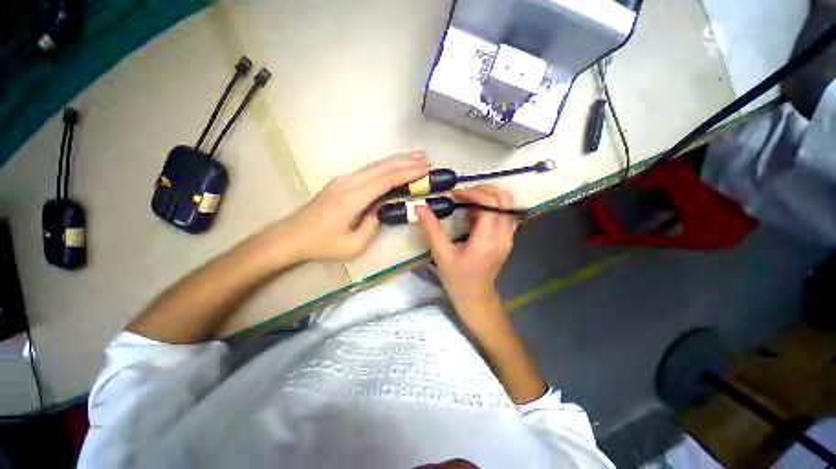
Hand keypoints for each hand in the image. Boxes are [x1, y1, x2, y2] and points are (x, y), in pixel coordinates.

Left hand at [271, 152, 429, 261]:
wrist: (292, 236)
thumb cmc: (323, 244)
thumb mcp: (354, 245)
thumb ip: (373, 225)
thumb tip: (382, 209)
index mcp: (352, 198)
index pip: (386, 179)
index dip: (407, 173)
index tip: (425, 169)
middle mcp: (348, 182)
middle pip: (382, 167)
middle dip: (406, 162)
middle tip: (426, 160)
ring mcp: (343, 180)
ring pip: (375, 165)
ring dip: (396, 160)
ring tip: (415, 157)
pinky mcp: (341, 182)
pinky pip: (368, 170)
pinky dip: (385, 166)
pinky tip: (393, 166)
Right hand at [416, 184, 516, 326]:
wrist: (475, 297)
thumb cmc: (457, 278)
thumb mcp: (441, 253)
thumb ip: (431, 228)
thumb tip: (420, 207)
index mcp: (486, 241)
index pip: (488, 205)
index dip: (472, 194)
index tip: (455, 194)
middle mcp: (503, 237)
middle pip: (504, 200)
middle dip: (484, 190)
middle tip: (464, 193)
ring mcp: (508, 238)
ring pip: (508, 205)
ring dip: (490, 197)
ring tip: (470, 201)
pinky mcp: (508, 240)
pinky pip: (507, 215)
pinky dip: (494, 207)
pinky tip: (477, 213)